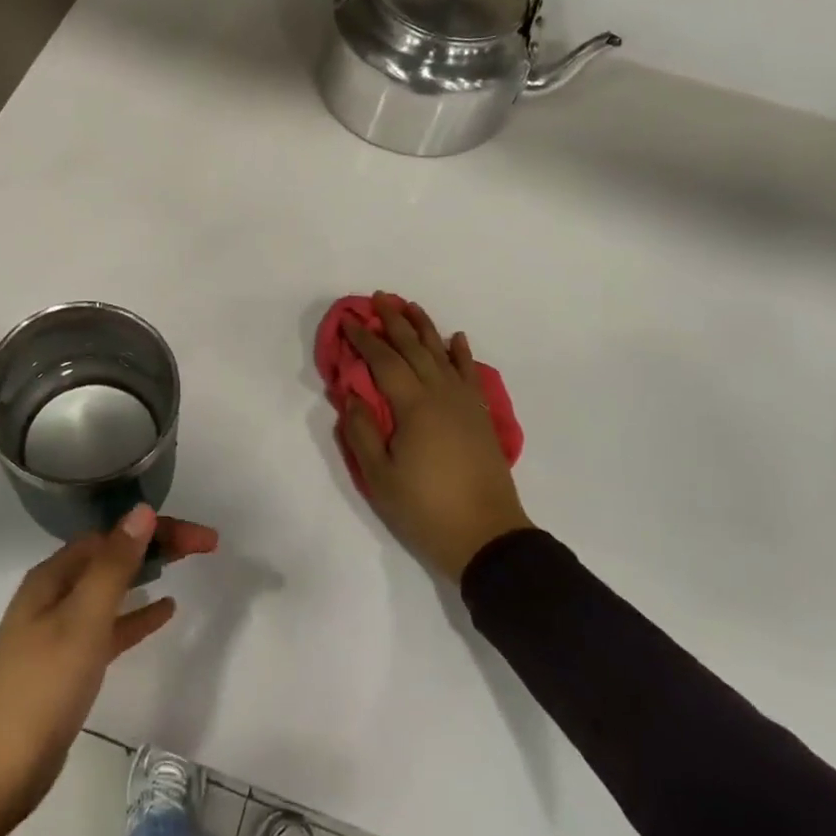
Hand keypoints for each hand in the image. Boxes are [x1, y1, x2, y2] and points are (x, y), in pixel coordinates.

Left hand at [0, 505, 217, 835]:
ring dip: (148, 573)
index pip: (112, 535)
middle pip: (112, 556)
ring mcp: (59, 629)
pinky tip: (165, 611)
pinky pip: (110, 626)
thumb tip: (141, 510)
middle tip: (204, 544)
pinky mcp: (68, 664)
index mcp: (53, 576)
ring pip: (112, 588)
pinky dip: (136, 615)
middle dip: (157, 544)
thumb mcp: (81, 622)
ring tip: (186, 565)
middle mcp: (54, 593)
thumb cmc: (40, 689)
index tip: (202, 538)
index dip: (158, 529)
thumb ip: (113, 567)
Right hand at [342, 292, 531, 582]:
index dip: (364, 339)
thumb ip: (361, 432)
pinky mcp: (480, 415)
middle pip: (414, 348)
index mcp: (413, 406)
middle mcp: (441, 394)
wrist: (486, 536)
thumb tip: (351, 395)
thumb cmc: (425, 508)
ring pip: (443, 353)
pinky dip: (461, 353)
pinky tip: (456, 338)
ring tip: (411, 306)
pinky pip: (470, 373)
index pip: (383, 361)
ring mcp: (465, 403)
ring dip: (425, 327)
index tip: (348, 321)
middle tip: (378, 298)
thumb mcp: (379, 476)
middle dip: (394, 321)